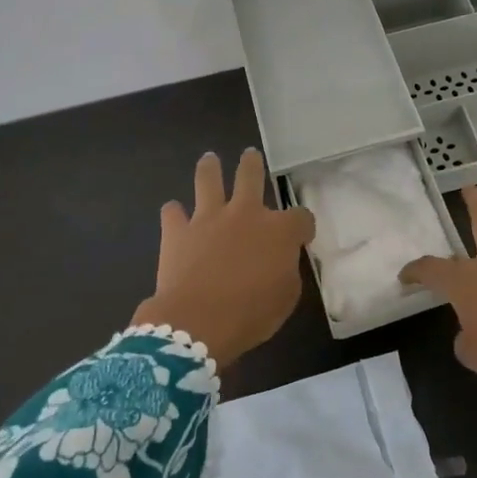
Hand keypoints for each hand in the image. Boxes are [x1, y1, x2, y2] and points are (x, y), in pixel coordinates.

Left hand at [130, 149, 315, 370]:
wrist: (198, 322)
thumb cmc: (251, 314)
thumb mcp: (286, 296)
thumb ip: (287, 270)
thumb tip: (281, 260)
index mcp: (278, 231)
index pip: (301, 216)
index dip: (303, 225)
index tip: (302, 234)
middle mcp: (245, 213)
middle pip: (251, 176)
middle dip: (252, 164)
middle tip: (250, 155)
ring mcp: (208, 218)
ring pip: (208, 180)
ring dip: (210, 168)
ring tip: (209, 160)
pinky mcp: (177, 231)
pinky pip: (173, 212)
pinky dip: (175, 213)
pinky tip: (174, 214)